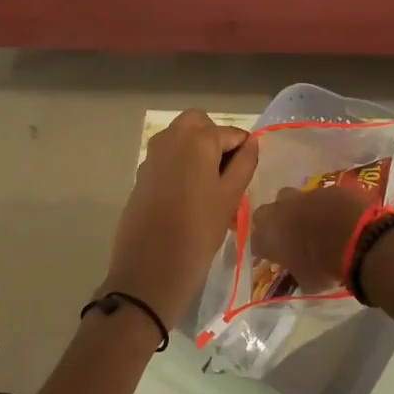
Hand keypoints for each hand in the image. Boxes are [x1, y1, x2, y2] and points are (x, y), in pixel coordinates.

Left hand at [103, 111, 259, 317]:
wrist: (149, 269)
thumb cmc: (198, 231)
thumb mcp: (231, 197)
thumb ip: (244, 164)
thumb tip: (251, 143)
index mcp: (197, 139)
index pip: (231, 132)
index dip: (244, 150)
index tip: (248, 175)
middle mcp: (170, 138)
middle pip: (199, 124)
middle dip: (215, 140)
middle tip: (227, 173)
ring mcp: (151, 157)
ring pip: (181, 140)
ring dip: (198, 153)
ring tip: (212, 191)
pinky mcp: (141, 176)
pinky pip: (167, 160)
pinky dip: (182, 167)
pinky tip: (190, 201)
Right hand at [248, 185, 376, 294]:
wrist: (357, 237)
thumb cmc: (324, 265)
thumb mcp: (307, 281)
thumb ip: (296, 272)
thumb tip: (298, 273)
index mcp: (268, 234)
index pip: (255, 241)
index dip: (263, 249)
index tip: (271, 257)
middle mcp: (280, 209)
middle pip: (267, 211)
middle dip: (274, 221)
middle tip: (287, 234)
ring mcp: (305, 194)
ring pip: (293, 197)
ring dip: (298, 209)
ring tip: (312, 223)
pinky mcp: (329, 187)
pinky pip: (321, 196)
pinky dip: (324, 205)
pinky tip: (335, 216)